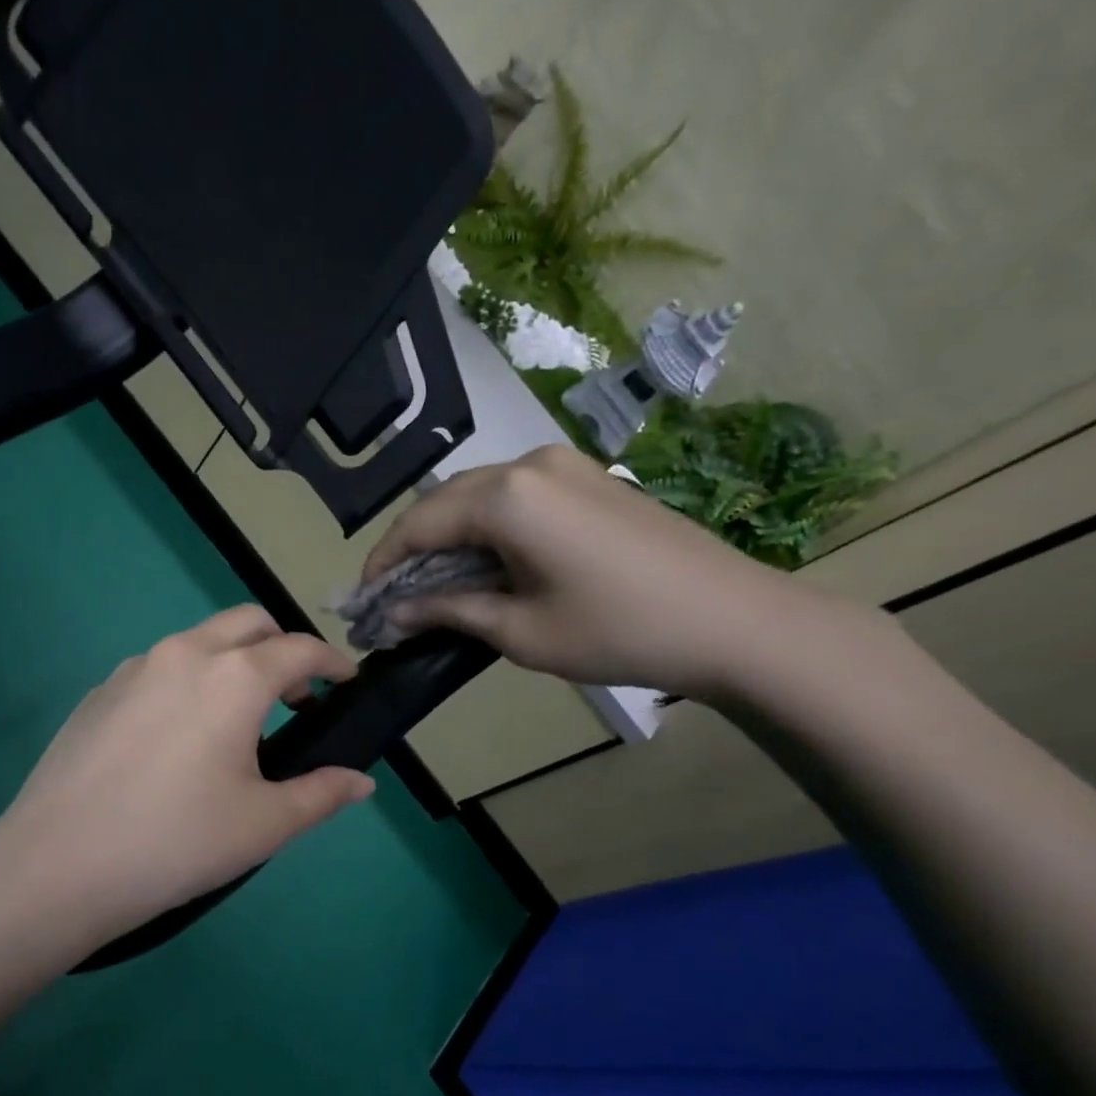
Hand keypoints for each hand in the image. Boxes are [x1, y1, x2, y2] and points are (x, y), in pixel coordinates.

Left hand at [0, 606, 375, 938]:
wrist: (59, 865)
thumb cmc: (178, 842)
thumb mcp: (264, 824)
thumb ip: (321, 794)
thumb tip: (360, 782)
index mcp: (233, 677)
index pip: (299, 649)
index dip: (331, 662)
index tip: (347, 681)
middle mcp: (183, 654)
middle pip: (247, 623)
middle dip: (281, 647)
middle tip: (295, 698)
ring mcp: (133, 669)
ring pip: (197, 642)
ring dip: (230, 662)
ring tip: (235, 721)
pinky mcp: (98, 693)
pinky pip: (157, 670)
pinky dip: (186, 683)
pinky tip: (176, 739)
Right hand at [361, 443, 866, 700]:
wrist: (732, 620)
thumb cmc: (616, 632)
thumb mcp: (519, 632)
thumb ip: (447, 612)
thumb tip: (393, 613)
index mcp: (506, 497)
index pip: (417, 524)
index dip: (382, 564)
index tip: (363, 603)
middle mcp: (528, 464)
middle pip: (443, 502)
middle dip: (411, 549)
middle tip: (393, 599)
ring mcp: (564, 464)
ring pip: (477, 495)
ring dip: (447, 537)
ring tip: (434, 587)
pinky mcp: (588, 478)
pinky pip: (514, 495)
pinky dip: (484, 528)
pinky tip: (483, 565)